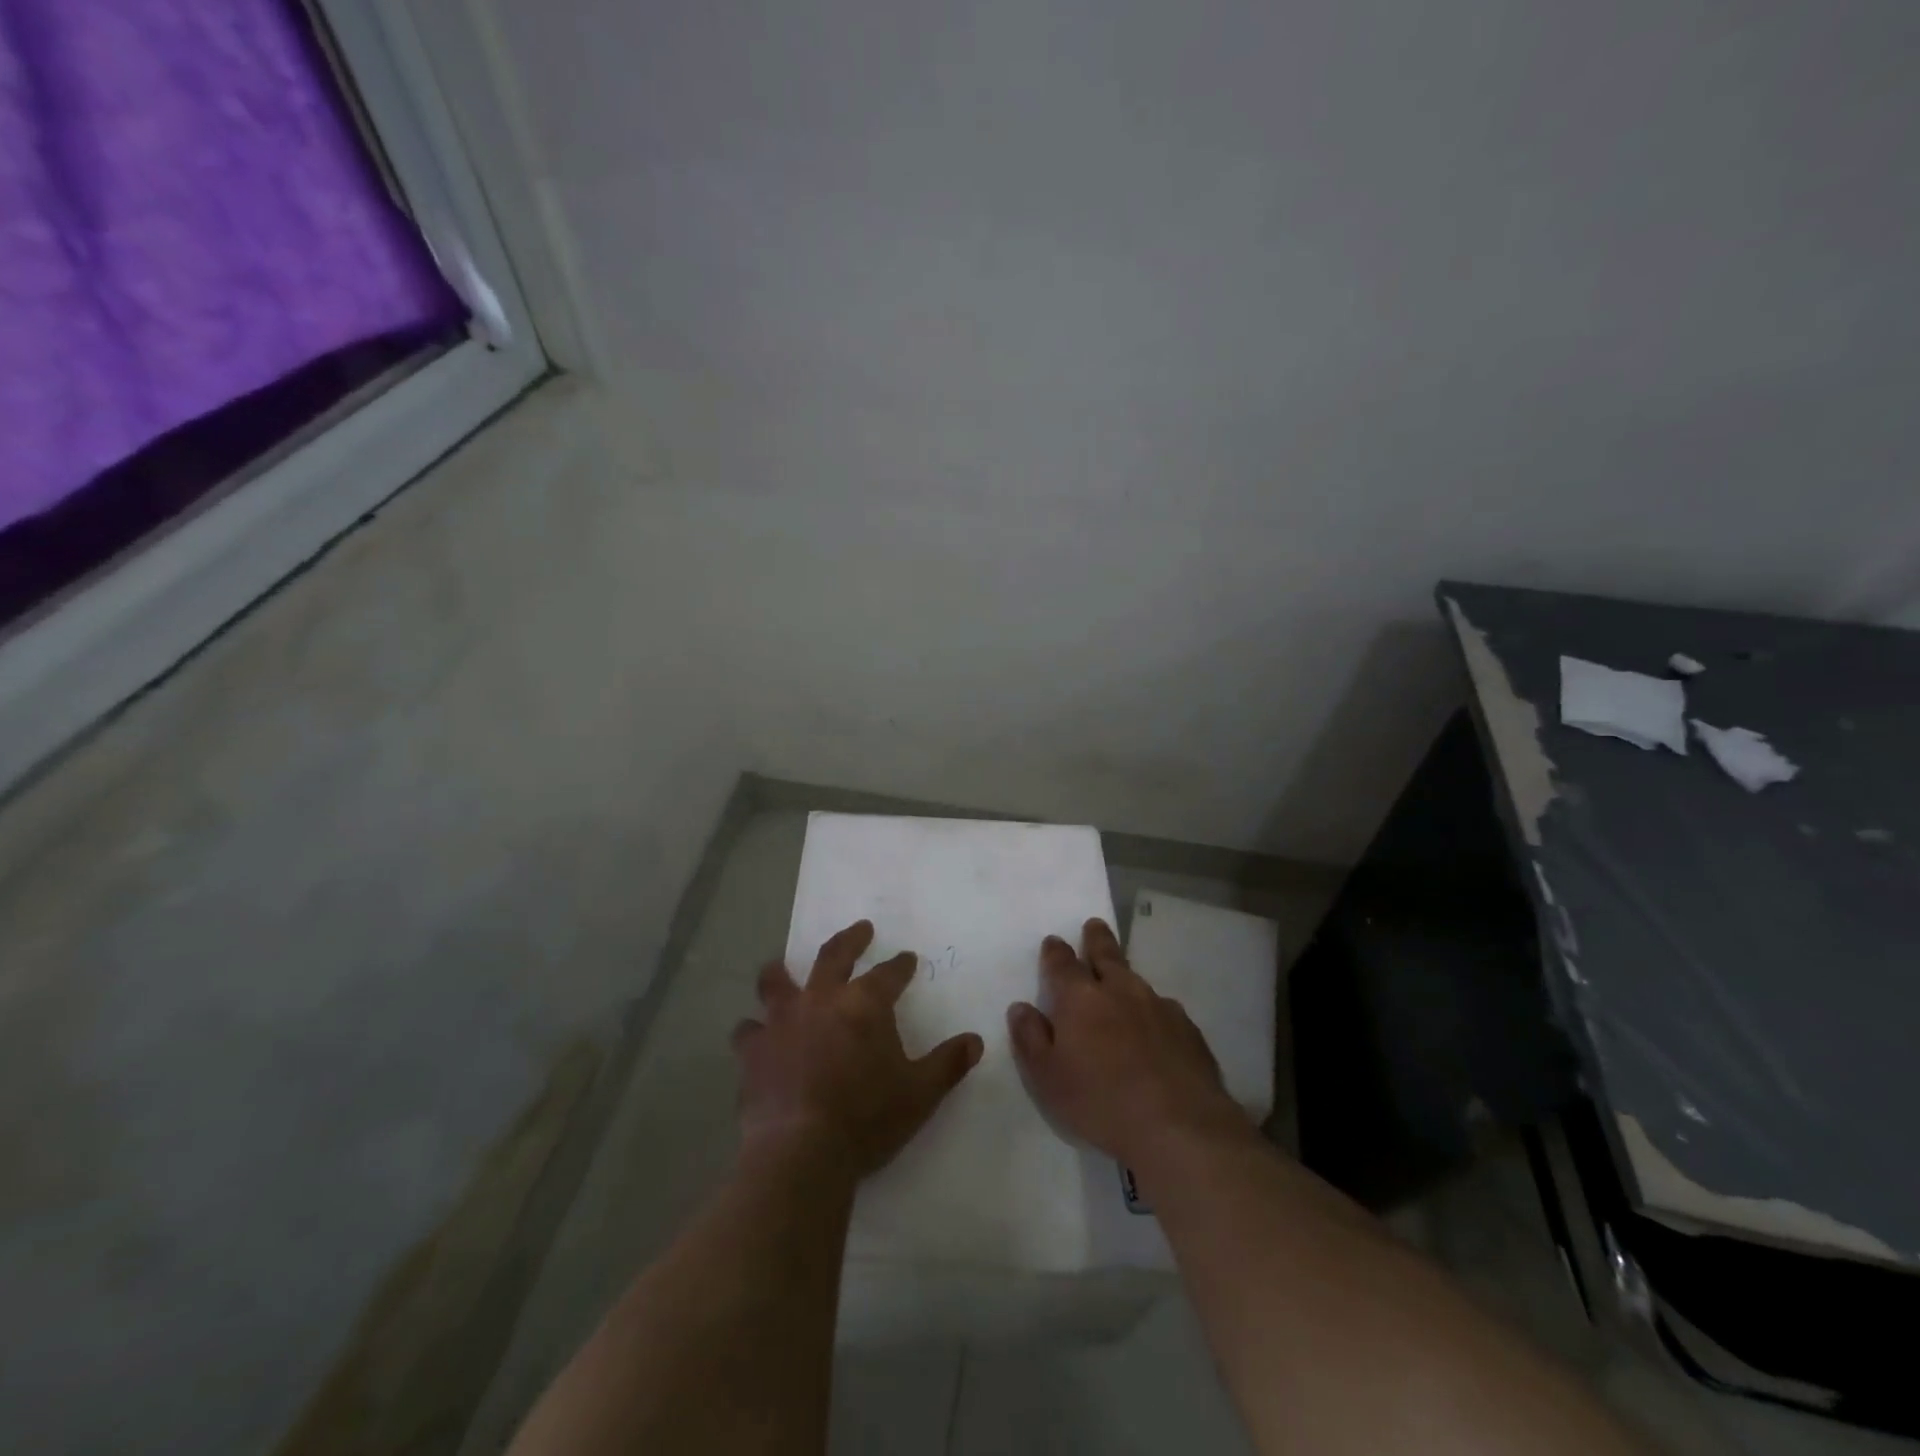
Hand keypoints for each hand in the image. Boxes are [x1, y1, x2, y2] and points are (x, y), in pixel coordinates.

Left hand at [733, 920, 984, 1177]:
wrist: (802, 1151)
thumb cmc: (867, 1118)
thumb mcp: (920, 1093)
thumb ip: (948, 1063)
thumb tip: (976, 1040)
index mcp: (865, 1004)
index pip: (889, 973)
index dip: (900, 965)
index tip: (907, 958)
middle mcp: (822, 999)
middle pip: (834, 955)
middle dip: (851, 939)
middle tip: (861, 928)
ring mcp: (782, 1021)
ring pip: (777, 982)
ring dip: (782, 972)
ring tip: (781, 968)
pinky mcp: (754, 1050)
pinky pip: (748, 1030)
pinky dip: (754, 1030)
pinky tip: (756, 1036)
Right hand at [1008, 918, 1250, 1167]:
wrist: (1179, 1125)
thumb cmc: (1101, 1101)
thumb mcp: (1047, 1078)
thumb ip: (1030, 1038)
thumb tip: (1021, 1007)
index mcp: (1080, 998)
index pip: (1062, 963)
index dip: (1055, 951)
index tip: (1053, 941)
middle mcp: (1120, 990)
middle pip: (1106, 954)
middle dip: (1096, 939)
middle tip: (1094, 925)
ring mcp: (1158, 1006)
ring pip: (1136, 980)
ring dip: (1125, 975)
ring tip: (1121, 977)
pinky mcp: (1187, 1028)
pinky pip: (1164, 1008)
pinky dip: (1153, 1010)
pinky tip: (1155, 1026)